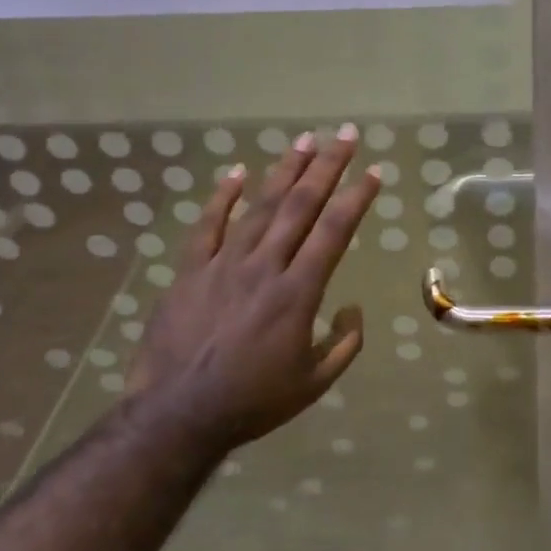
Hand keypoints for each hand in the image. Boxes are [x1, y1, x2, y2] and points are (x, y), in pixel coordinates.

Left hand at [127, 125, 379, 460]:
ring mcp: (224, 264)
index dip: (356, 198)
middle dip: (327, 167)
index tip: (373, 171)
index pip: (334, 232)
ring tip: (305, 140)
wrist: (176, 415)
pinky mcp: (191, 270)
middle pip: (300, 206)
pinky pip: (208, 225)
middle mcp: (264, 267)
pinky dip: (223, 196)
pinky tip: (238, 171)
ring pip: (260, 207)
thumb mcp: (313, 384)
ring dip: (285, 170)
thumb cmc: (252, 401)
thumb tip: (354, 309)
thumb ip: (344, 344)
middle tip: (345, 135)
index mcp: (298, 293)